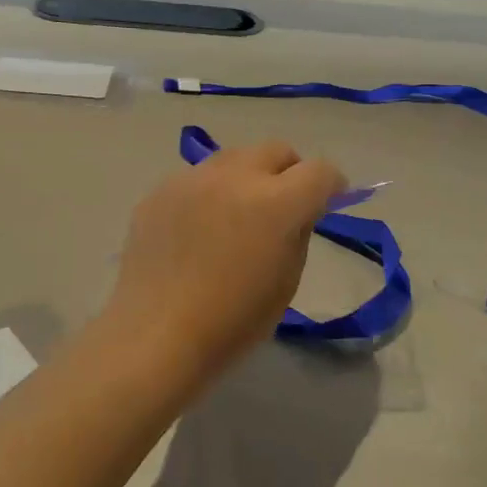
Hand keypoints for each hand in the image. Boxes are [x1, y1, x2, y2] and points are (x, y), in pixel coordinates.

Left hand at [106, 140, 346, 384]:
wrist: (155, 335)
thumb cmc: (232, 322)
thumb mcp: (286, 281)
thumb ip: (298, 232)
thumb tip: (298, 211)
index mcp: (276, 203)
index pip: (320, 171)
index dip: (332, 184)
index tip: (329, 201)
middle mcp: (236, 177)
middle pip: (276, 150)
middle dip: (289, 171)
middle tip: (284, 204)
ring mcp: (193, 179)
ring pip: (234, 158)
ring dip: (247, 177)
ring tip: (237, 213)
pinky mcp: (160, 191)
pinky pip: (197, 179)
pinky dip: (210, 193)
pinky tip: (198, 229)